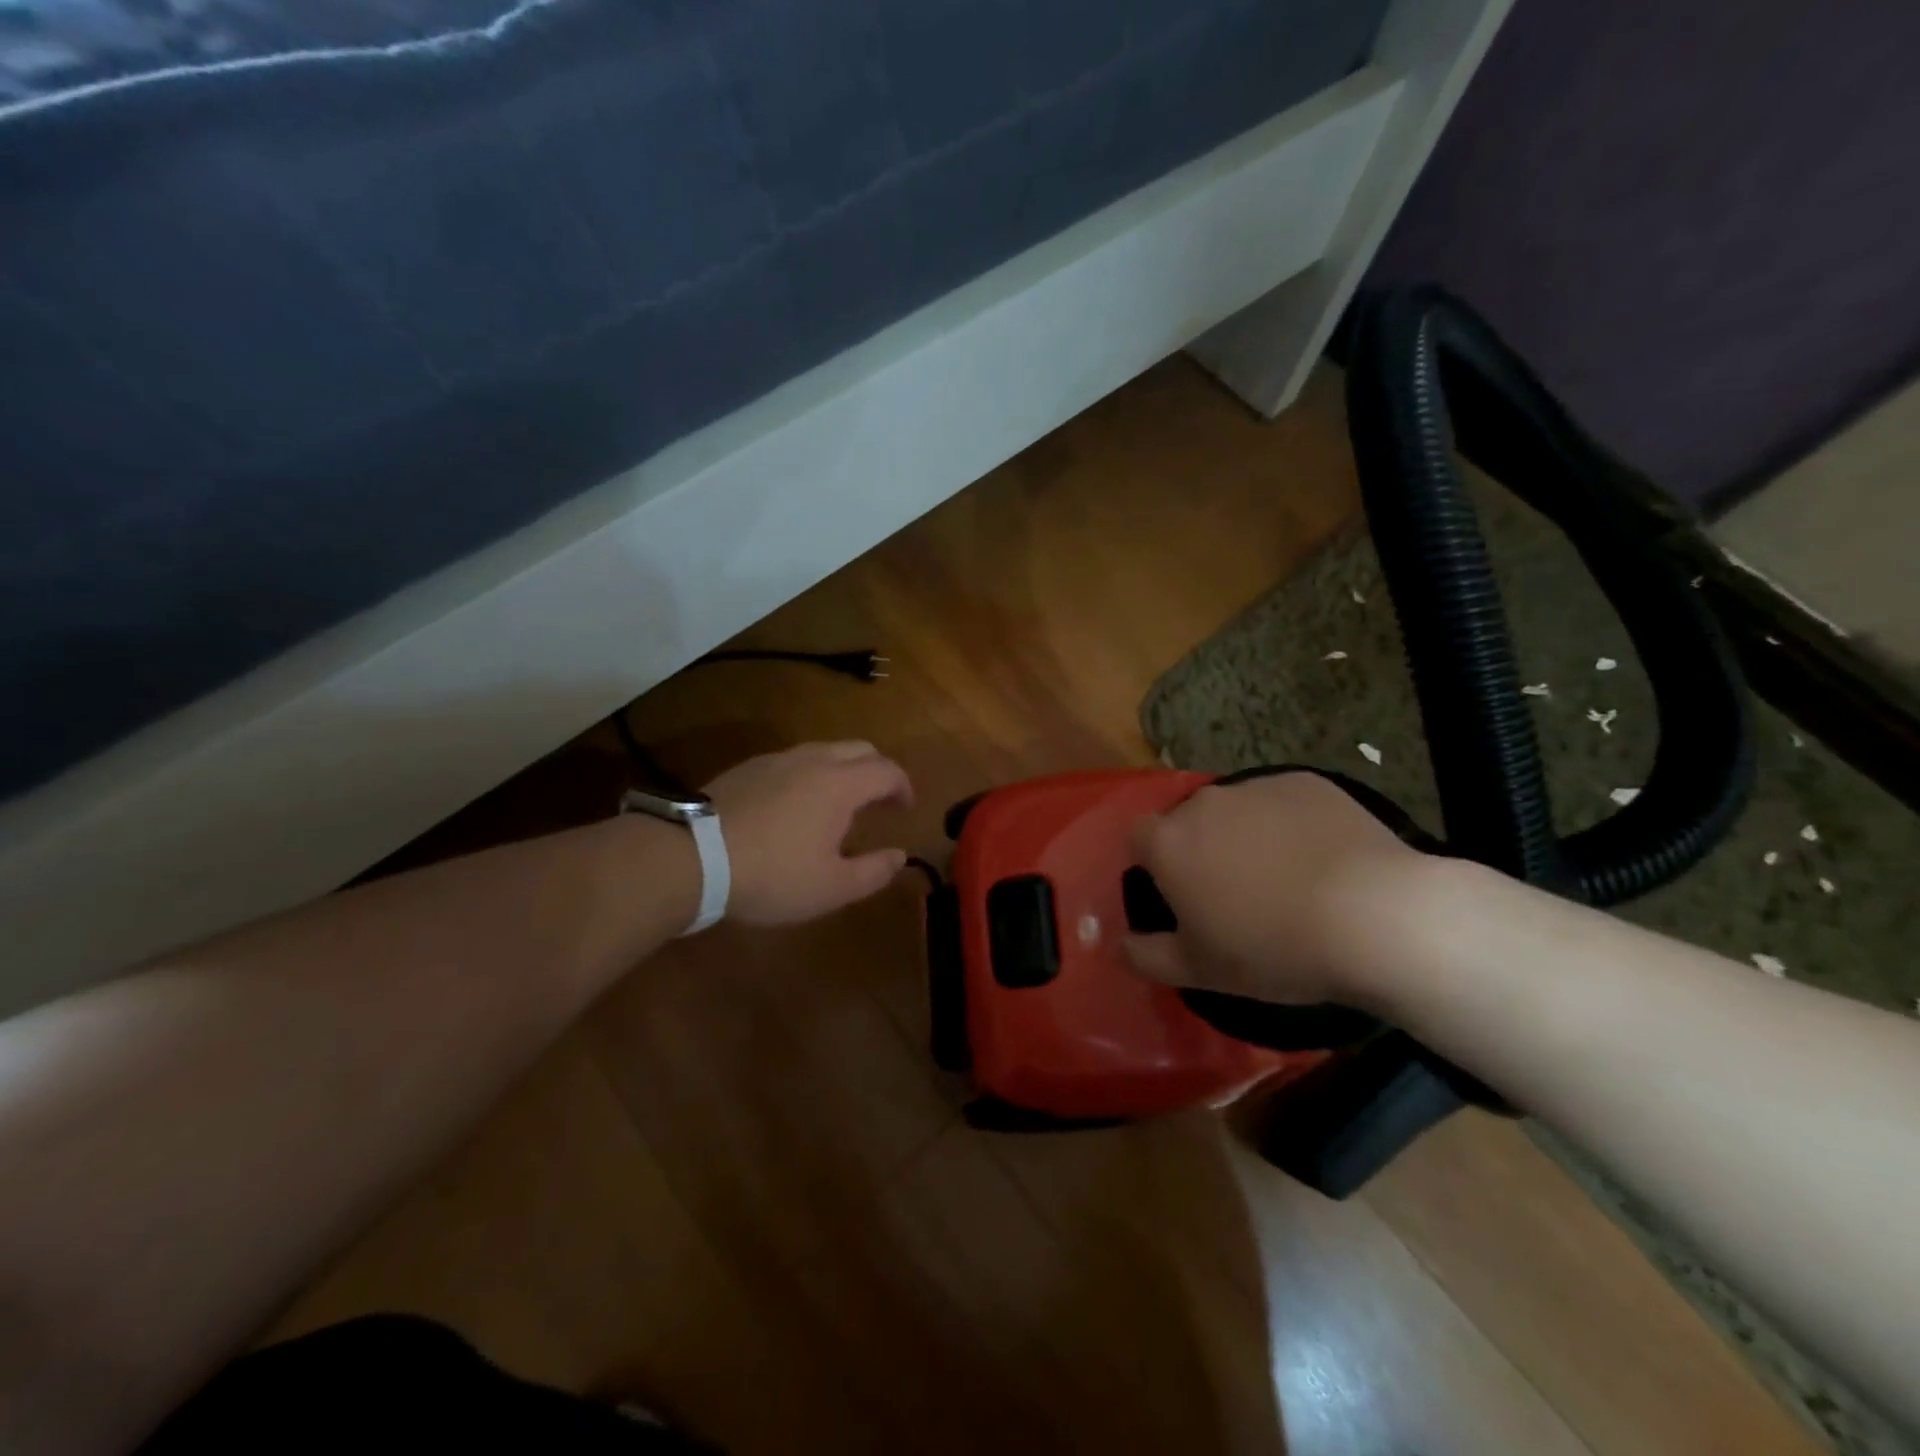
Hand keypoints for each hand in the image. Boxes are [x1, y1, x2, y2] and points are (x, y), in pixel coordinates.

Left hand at [704, 741, 914, 925]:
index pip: (887, 771)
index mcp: (840, 784)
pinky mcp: (747, 768)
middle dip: (878, 771)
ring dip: (843, 770)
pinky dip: (811, 774)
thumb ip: (874, 872)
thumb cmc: (772, 874)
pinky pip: (793, 760)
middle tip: (880, 803)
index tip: (906, 810)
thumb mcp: (831, 888)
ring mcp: (776, 759)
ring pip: (824, 750)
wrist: (690, 857)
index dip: (903, 788)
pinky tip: (796, 805)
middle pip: (859, 749)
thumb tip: (899, 856)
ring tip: (839, 805)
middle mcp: (813, 760)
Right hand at [1122, 771, 1422, 1004]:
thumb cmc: (1273, 948)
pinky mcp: (1305, 782)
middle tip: (1233, 893)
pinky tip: (1320, 859)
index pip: (1139, 838)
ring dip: (1244, 835)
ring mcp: (1257, 787)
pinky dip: (1288, 824)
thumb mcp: (1201, 971)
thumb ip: (1148, 957)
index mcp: (1169, 843)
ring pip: (1235, 810)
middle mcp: (1204, 803)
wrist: (1374, 916)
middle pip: (1187, 821)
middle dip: (1200, 849)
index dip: (1153, 865)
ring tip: (1283, 878)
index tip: (1180, 895)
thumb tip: (1119, 946)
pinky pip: (1282, 802)